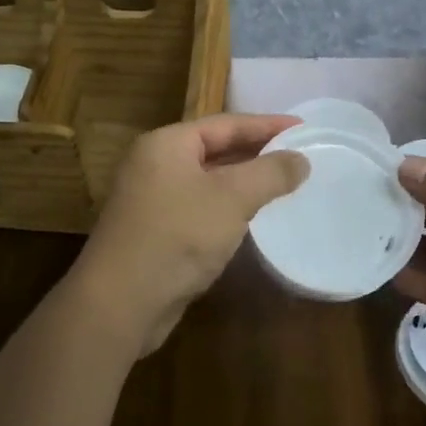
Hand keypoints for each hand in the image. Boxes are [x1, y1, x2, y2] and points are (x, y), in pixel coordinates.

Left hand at [77, 114, 307, 354]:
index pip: (225, 124)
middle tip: (298, 156)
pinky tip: (251, 219)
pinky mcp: (154, 232)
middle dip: (256, 152)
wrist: (122, 302)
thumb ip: (270, 173)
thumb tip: (300, 159)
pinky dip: (227, 209)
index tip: (303, 127)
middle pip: (214, 149)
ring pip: (207, 182)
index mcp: (167, 144)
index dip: (267, 125)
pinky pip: (199, 209)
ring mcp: (151, 200)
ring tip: (282, 184)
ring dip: (243, 182)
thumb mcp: (232, 198)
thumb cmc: (178, 236)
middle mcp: (154, 165)